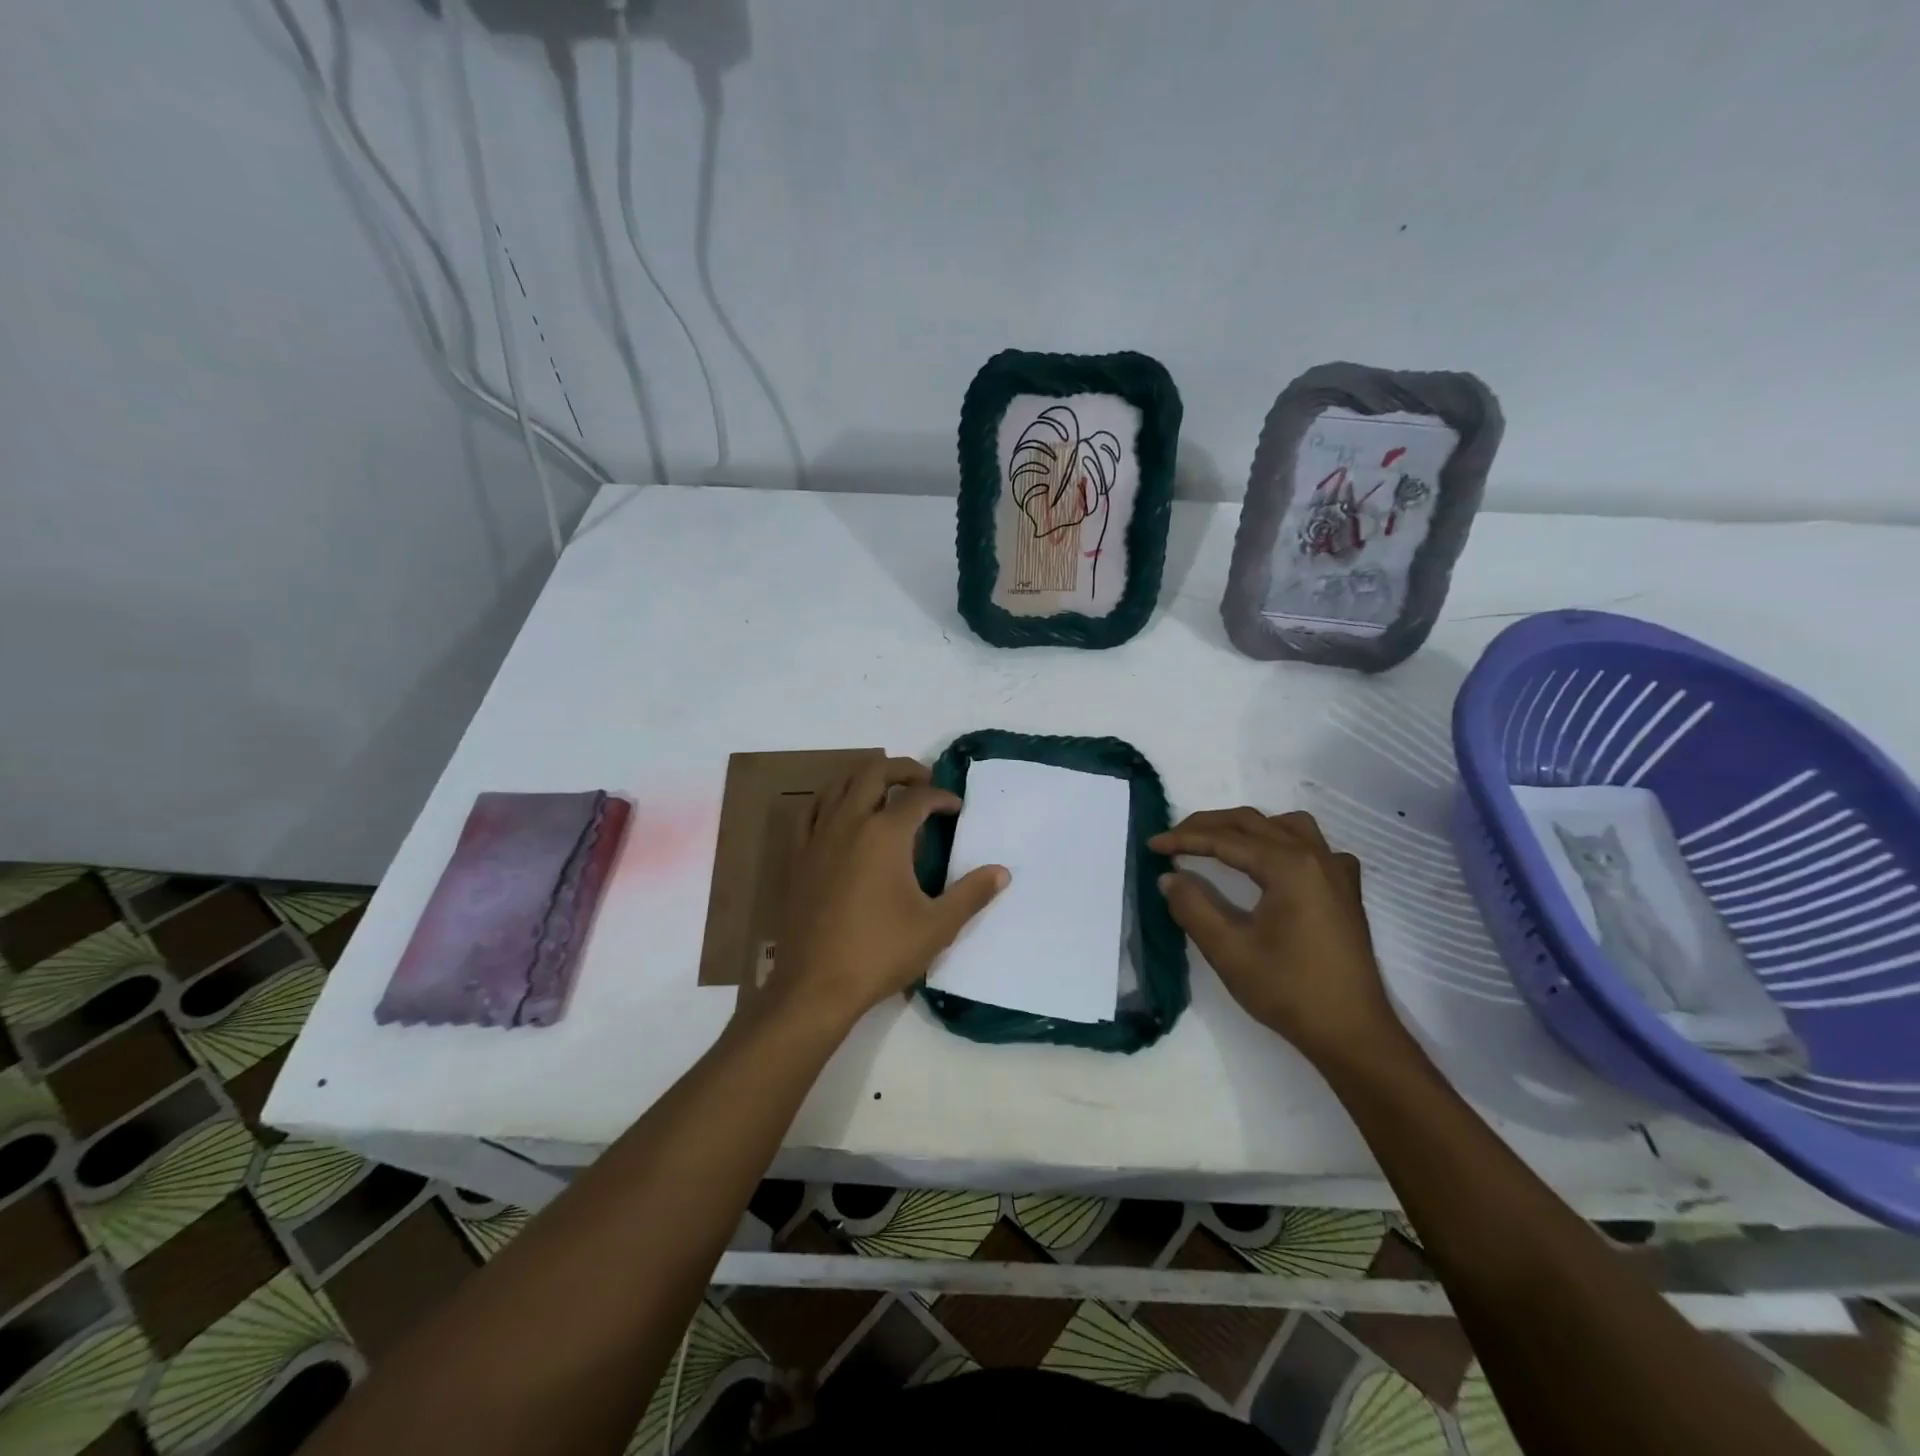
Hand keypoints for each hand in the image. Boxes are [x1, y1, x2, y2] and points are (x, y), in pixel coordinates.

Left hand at [771, 756, 1008, 1029]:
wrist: (817, 985)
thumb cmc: (881, 952)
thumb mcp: (937, 926)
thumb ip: (971, 893)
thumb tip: (1002, 872)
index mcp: (885, 834)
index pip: (919, 797)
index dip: (942, 796)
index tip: (955, 808)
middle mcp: (850, 822)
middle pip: (875, 772)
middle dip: (904, 769)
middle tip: (924, 782)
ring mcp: (819, 836)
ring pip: (839, 784)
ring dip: (866, 777)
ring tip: (885, 790)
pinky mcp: (798, 855)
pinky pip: (810, 810)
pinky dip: (829, 799)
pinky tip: (839, 811)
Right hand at [1149, 808, 1401, 1062]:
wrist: (1352, 1033)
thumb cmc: (1289, 991)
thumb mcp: (1229, 951)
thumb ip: (1193, 907)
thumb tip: (1169, 877)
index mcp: (1288, 866)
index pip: (1225, 840)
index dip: (1184, 839)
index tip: (1152, 845)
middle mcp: (1315, 857)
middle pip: (1253, 823)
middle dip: (1208, 826)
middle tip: (1173, 838)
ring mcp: (1336, 872)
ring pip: (1286, 826)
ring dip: (1247, 827)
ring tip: (1219, 843)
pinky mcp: (1346, 891)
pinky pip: (1314, 846)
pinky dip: (1284, 842)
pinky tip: (1274, 863)